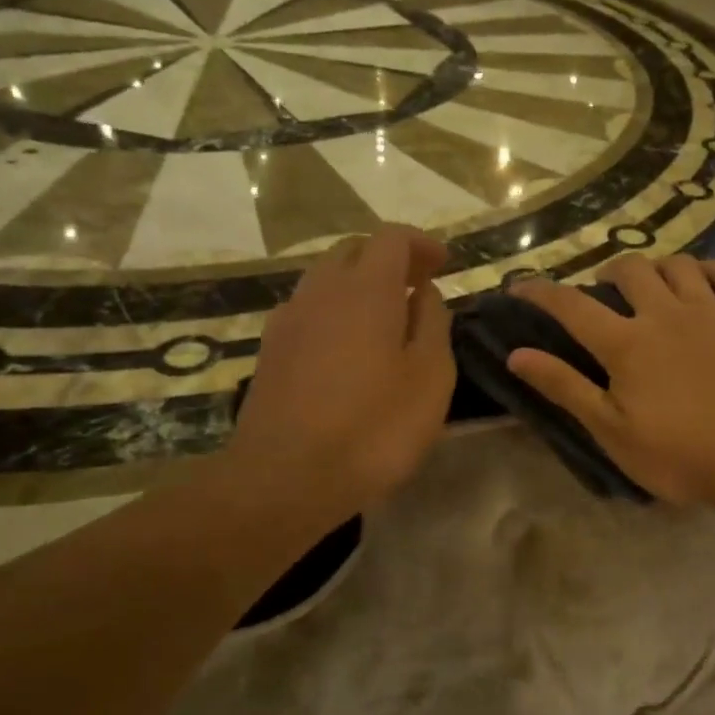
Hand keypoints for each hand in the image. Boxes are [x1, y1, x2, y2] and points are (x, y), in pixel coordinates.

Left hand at [225, 226, 454, 524]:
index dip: (421, 243)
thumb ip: (433, 325)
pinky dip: (335, 310)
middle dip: (389, 258)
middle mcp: (321, 290)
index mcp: (366, 290)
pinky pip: (308, 308)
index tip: (443, 263)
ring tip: (386, 316)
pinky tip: (348, 346)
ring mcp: (289, 319)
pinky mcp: (270, 349)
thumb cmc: (374, 428)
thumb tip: (424, 294)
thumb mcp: (430, 378)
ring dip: (359, 284)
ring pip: (325, 278)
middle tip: (418, 285)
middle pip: (354, 250)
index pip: (392, 238)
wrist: (285, 477)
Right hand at [507, 255, 714, 504]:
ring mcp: (710, 310)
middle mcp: (665, 313)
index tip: (520, 284)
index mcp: (626, 343)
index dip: (541, 292)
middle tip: (605, 293)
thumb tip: (517, 355)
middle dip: (608, 273)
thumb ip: (565, 388)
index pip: (572, 306)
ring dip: (656, 267)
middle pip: (630, 270)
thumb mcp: (612, 431)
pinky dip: (707, 270)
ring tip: (652, 285)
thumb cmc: (680, 453)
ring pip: (677, 264)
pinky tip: (701, 281)